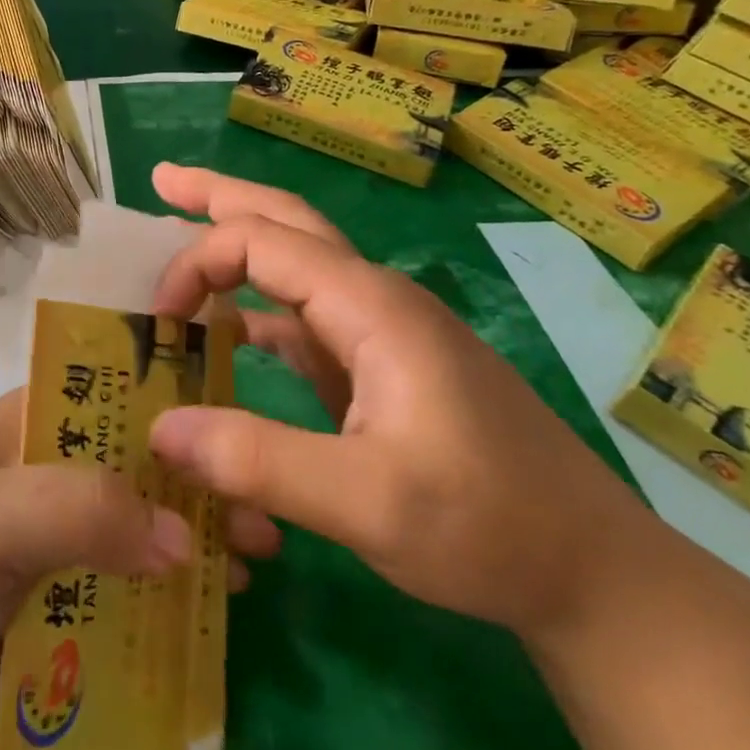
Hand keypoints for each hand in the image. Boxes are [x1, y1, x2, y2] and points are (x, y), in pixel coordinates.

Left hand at [0, 388, 281, 749]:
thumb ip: (74, 509)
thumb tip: (183, 537)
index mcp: (23, 427)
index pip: (112, 393)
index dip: (177, 406)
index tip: (244, 432)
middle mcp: (41, 474)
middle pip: (135, 466)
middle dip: (198, 486)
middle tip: (266, 522)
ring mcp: (48, 543)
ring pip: (136, 529)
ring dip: (192, 542)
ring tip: (253, 568)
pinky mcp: (52, 605)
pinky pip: (122, 591)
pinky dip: (166, 598)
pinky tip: (210, 614)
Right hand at [144, 163, 645, 638]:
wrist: (591, 569)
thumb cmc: (488, 525)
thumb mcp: (367, 503)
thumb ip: (259, 460)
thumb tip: (161, 428)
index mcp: (371, 305)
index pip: (262, 242)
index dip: (197, 263)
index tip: (158, 318)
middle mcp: (373, 300)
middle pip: (286, 221)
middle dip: (218, 196)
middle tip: (160, 180)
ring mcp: (379, 332)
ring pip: (295, 263)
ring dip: (236, 245)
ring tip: (180, 230)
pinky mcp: (380, 367)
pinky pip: (303, 317)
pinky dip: (255, 307)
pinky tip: (227, 326)